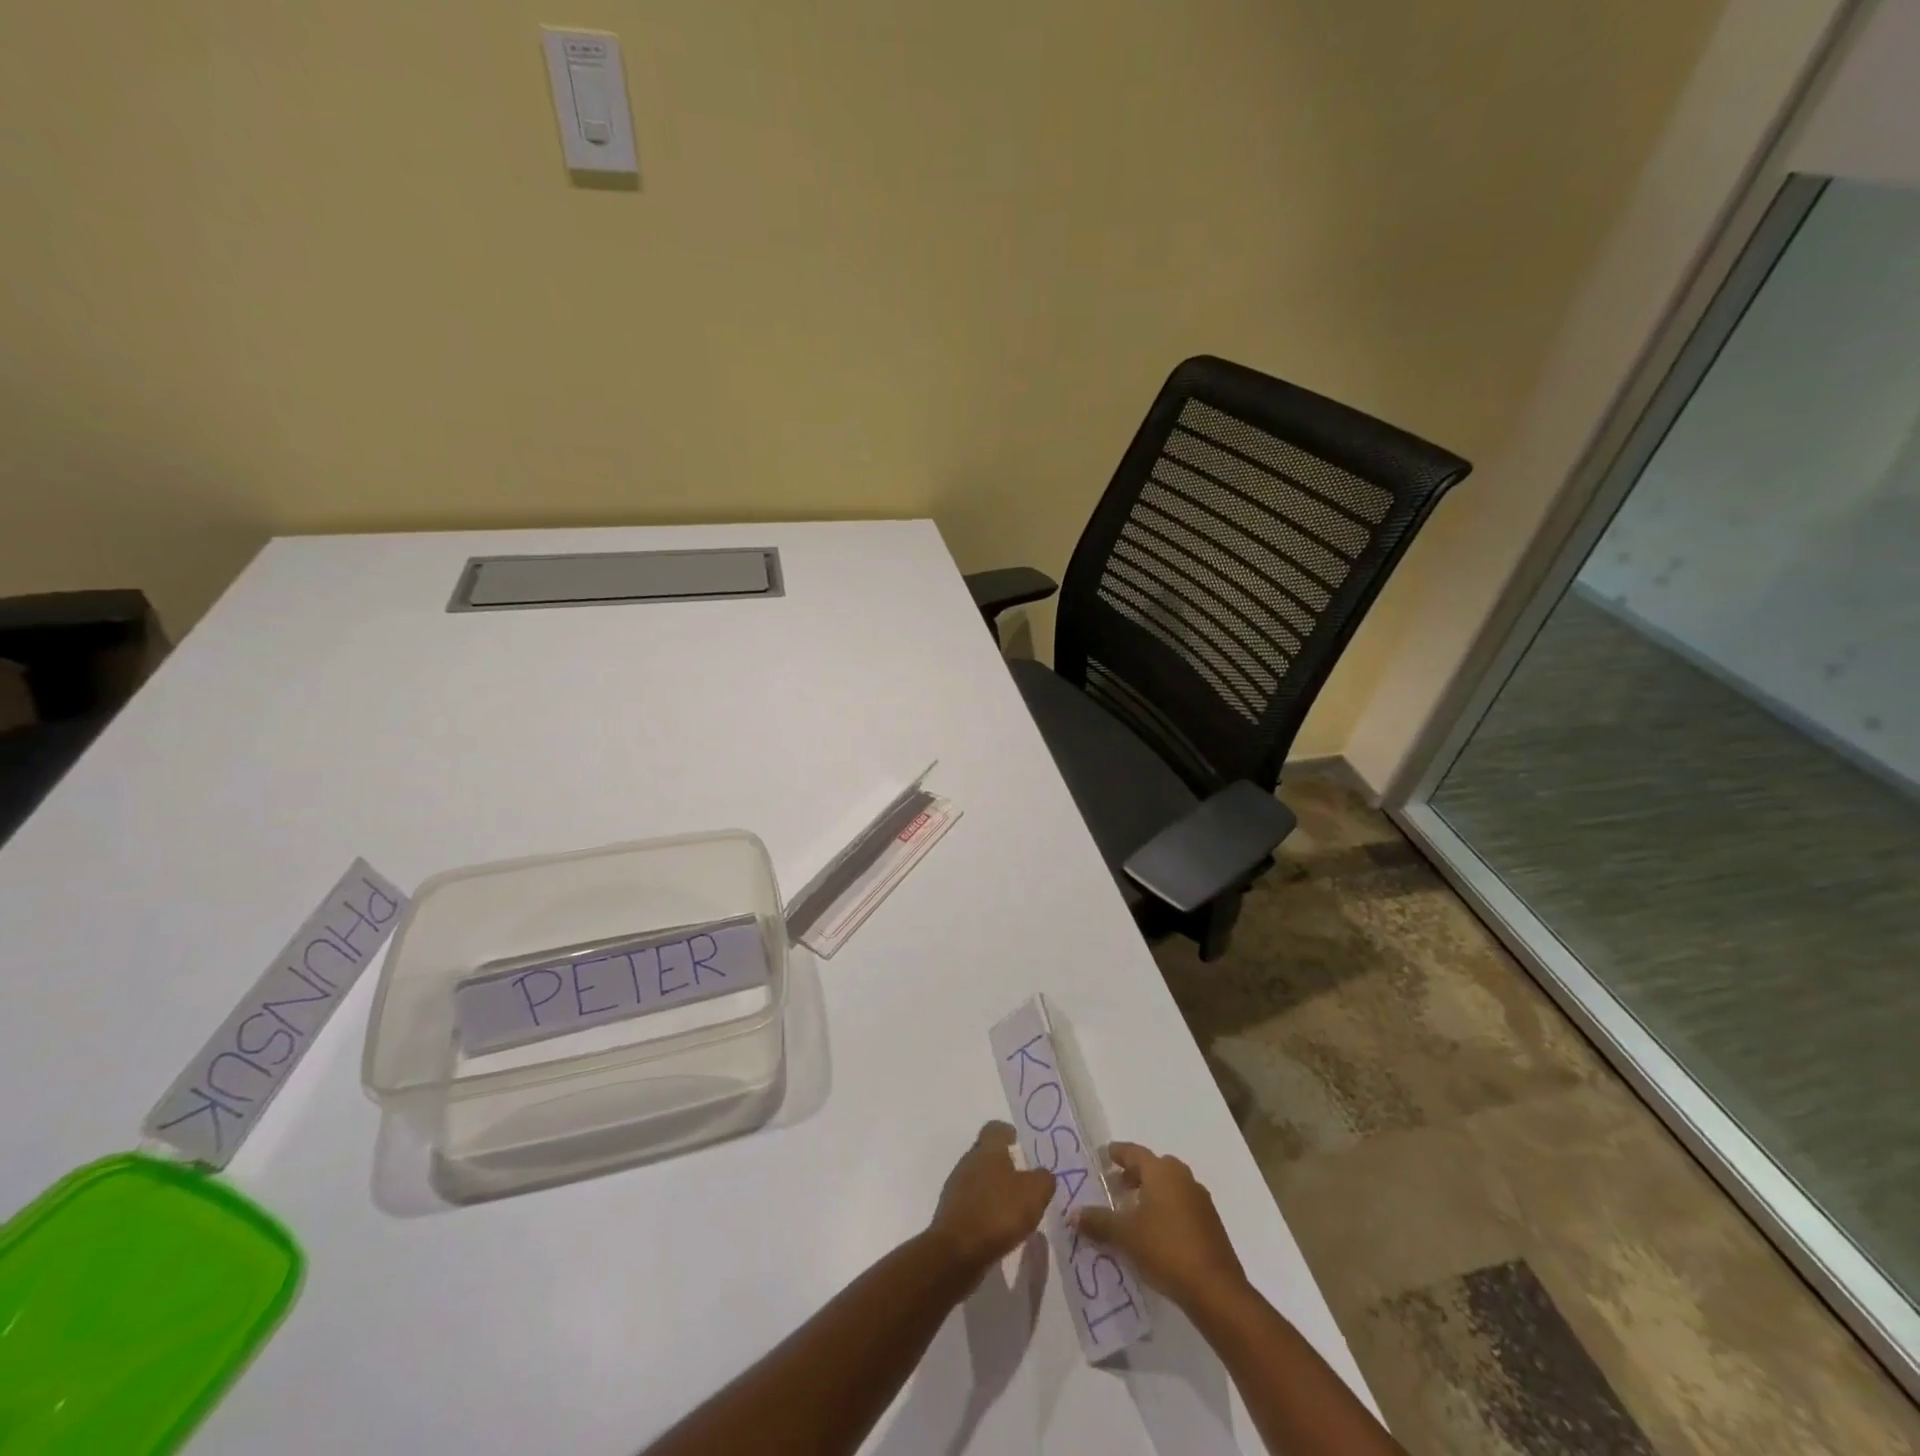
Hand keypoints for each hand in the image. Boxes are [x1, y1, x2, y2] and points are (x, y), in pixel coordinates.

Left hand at [928, 1122, 1055, 1273]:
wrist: (956, 1252)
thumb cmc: (998, 1213)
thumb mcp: (1034, 1194)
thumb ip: (1043, 1180)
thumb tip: (1043, 1175)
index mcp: (987, 1150)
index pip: (994, 1128)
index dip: (1006, 1132)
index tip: (1017, 1140)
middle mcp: (968, 1162)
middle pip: (985, 1153)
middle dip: (1001, 1162)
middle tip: (1021, 1177)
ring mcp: (956, 1188)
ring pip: (977, 1178)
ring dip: (993, 1187)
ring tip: (1012, 1205)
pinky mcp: (951, 1214)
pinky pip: (971, 1202)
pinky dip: (984, 1209)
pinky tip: (997, 1226)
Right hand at [1073, 1142, 1247, 1311]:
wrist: (1216, 1290)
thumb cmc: (1166, 1249)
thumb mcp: (1125, 1236)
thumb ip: (1098, 1222)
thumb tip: (1073, 1215)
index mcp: (1161, 1171)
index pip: (1134, 1152)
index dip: (1117, 1153)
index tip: (1104, 1155)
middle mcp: (1182, 1178)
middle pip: (1154, 1167)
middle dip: (1134, 1174)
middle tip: (1117, 1186)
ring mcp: (1200, 1200)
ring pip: (1170, 1187)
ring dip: (1152, 1193)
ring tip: (1134, 1211)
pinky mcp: (1210, 1224)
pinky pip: (1182, 1205)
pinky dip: (1166, 1210)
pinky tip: (1157, 1232)